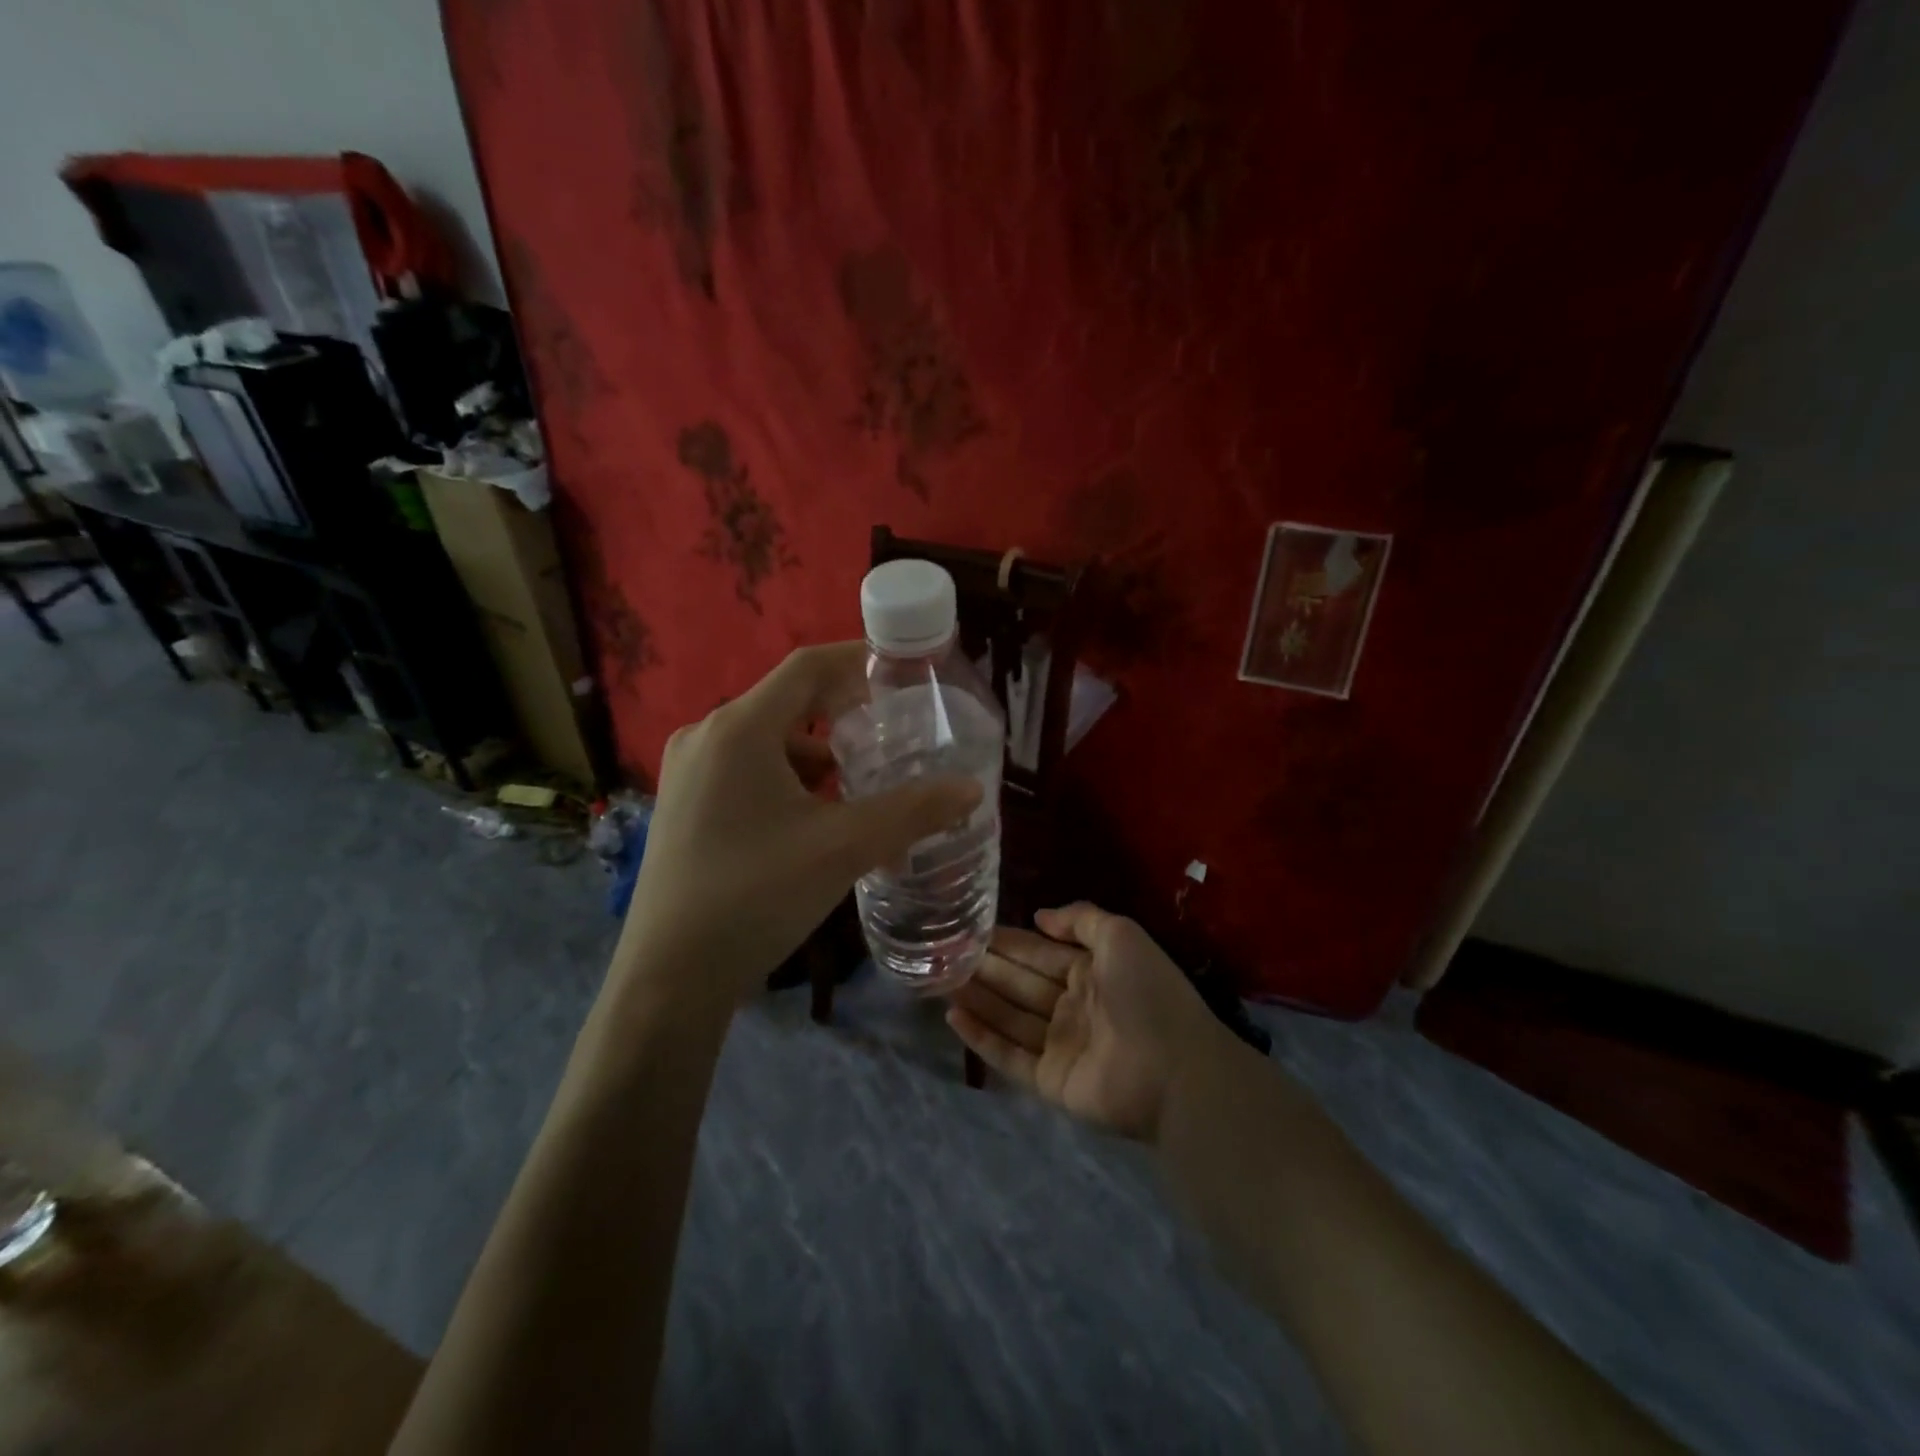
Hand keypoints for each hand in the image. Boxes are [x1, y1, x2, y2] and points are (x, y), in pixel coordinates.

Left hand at [614, 643, 981, 1004]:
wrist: (669, 978)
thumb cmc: (756, 896)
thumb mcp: (844, 848)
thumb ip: (912, 812)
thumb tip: (971, 789)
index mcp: (739, 729)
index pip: (806, 666)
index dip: (857, 659)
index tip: (903, 670)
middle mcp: (706, 736)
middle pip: (787, 701)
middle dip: (843, 711)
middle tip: (893, 730)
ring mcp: (687, 772)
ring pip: (766, 740)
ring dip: (816, 752)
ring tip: (860, 782)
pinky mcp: (683, 804)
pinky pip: (746, 769)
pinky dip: (788, 778)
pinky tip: (815, 816)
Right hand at [947, 903, 1225, 1141]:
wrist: (1176, 1070)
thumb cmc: (1148, 994)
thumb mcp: (1122, 936)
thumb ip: (1081, 919)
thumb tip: (1039, 916)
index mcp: (1090, 973)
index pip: (1038, 953)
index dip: (1007, 941)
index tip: (970, 929)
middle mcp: (1072, 1007)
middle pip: (1019, 983)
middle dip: (985, 967)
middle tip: (943, 953)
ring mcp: (1060, 1046)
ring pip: (1008, 1017)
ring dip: (976, 999)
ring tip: (939, 980)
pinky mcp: (1050, 1081)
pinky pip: (1009, 1057)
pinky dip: (981, 1038)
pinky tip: (953, 1018)